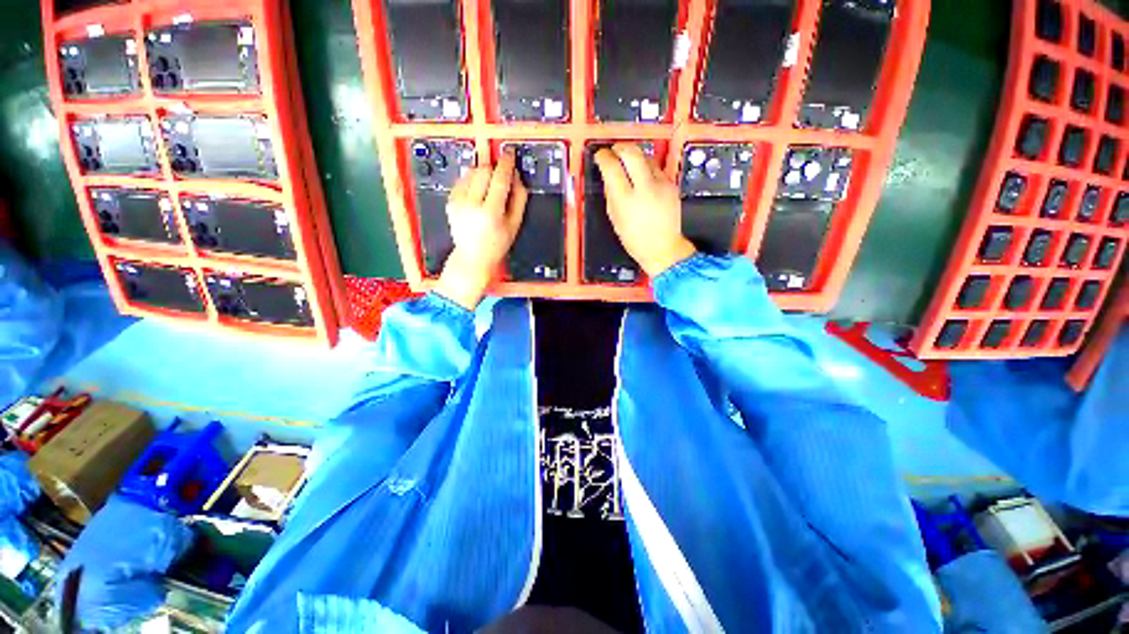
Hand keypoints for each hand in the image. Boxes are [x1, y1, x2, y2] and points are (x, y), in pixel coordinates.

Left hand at [435, 150, 527, 309]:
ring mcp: (458, 202)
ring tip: (490, 186)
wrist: (473, 256)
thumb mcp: (515, 225)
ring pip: (472, 172)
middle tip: (502, 173)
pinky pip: (462, 179)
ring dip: (483, 172)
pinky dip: (473, 180)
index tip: (510, 155)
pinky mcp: (450, 200)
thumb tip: (517, 176)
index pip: (500, 179)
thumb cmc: (496, 244)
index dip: (506, 164)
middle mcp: (471, 205)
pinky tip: (479, 192)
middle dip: (495, 167)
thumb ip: (519, 199)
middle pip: (484, 171)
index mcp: (490, 213)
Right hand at [594, 143, 695, 276]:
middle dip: (620, 148)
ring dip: (634, 156)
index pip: (612, 167)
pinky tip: (641, 176)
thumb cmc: (636, 239)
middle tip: (613, 150)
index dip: (604, 157)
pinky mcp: (671, 184)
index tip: (600, 155)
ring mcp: (661, 184)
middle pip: (632, 153)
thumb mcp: (615, 219)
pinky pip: (656, 168)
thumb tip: (608, 175)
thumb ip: (611, 194)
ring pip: (646, 157)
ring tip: (627, 163)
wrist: (664, 248)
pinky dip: (646, 167)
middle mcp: (645, 188)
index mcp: (626, 200)